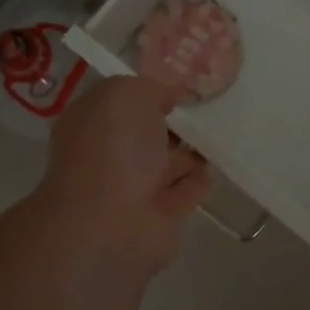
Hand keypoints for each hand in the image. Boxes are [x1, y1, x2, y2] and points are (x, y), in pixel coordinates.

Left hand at [39, 76, 210, 271]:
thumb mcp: (127, 95)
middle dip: (170, 123)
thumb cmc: (113, 149)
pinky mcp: (159, 219)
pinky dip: (197, 182)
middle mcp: (107, 156)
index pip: (119, 102)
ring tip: (218, 136)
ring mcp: (132, 190)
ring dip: (187, 153)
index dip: (147, 92)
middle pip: (143, 135)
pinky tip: (214, 169)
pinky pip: (183, 193)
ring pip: (164, 165)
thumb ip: (150, 88)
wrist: (111, 225)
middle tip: (205, 109)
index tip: (180, 85)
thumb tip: (169, 95)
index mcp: (91, 124)